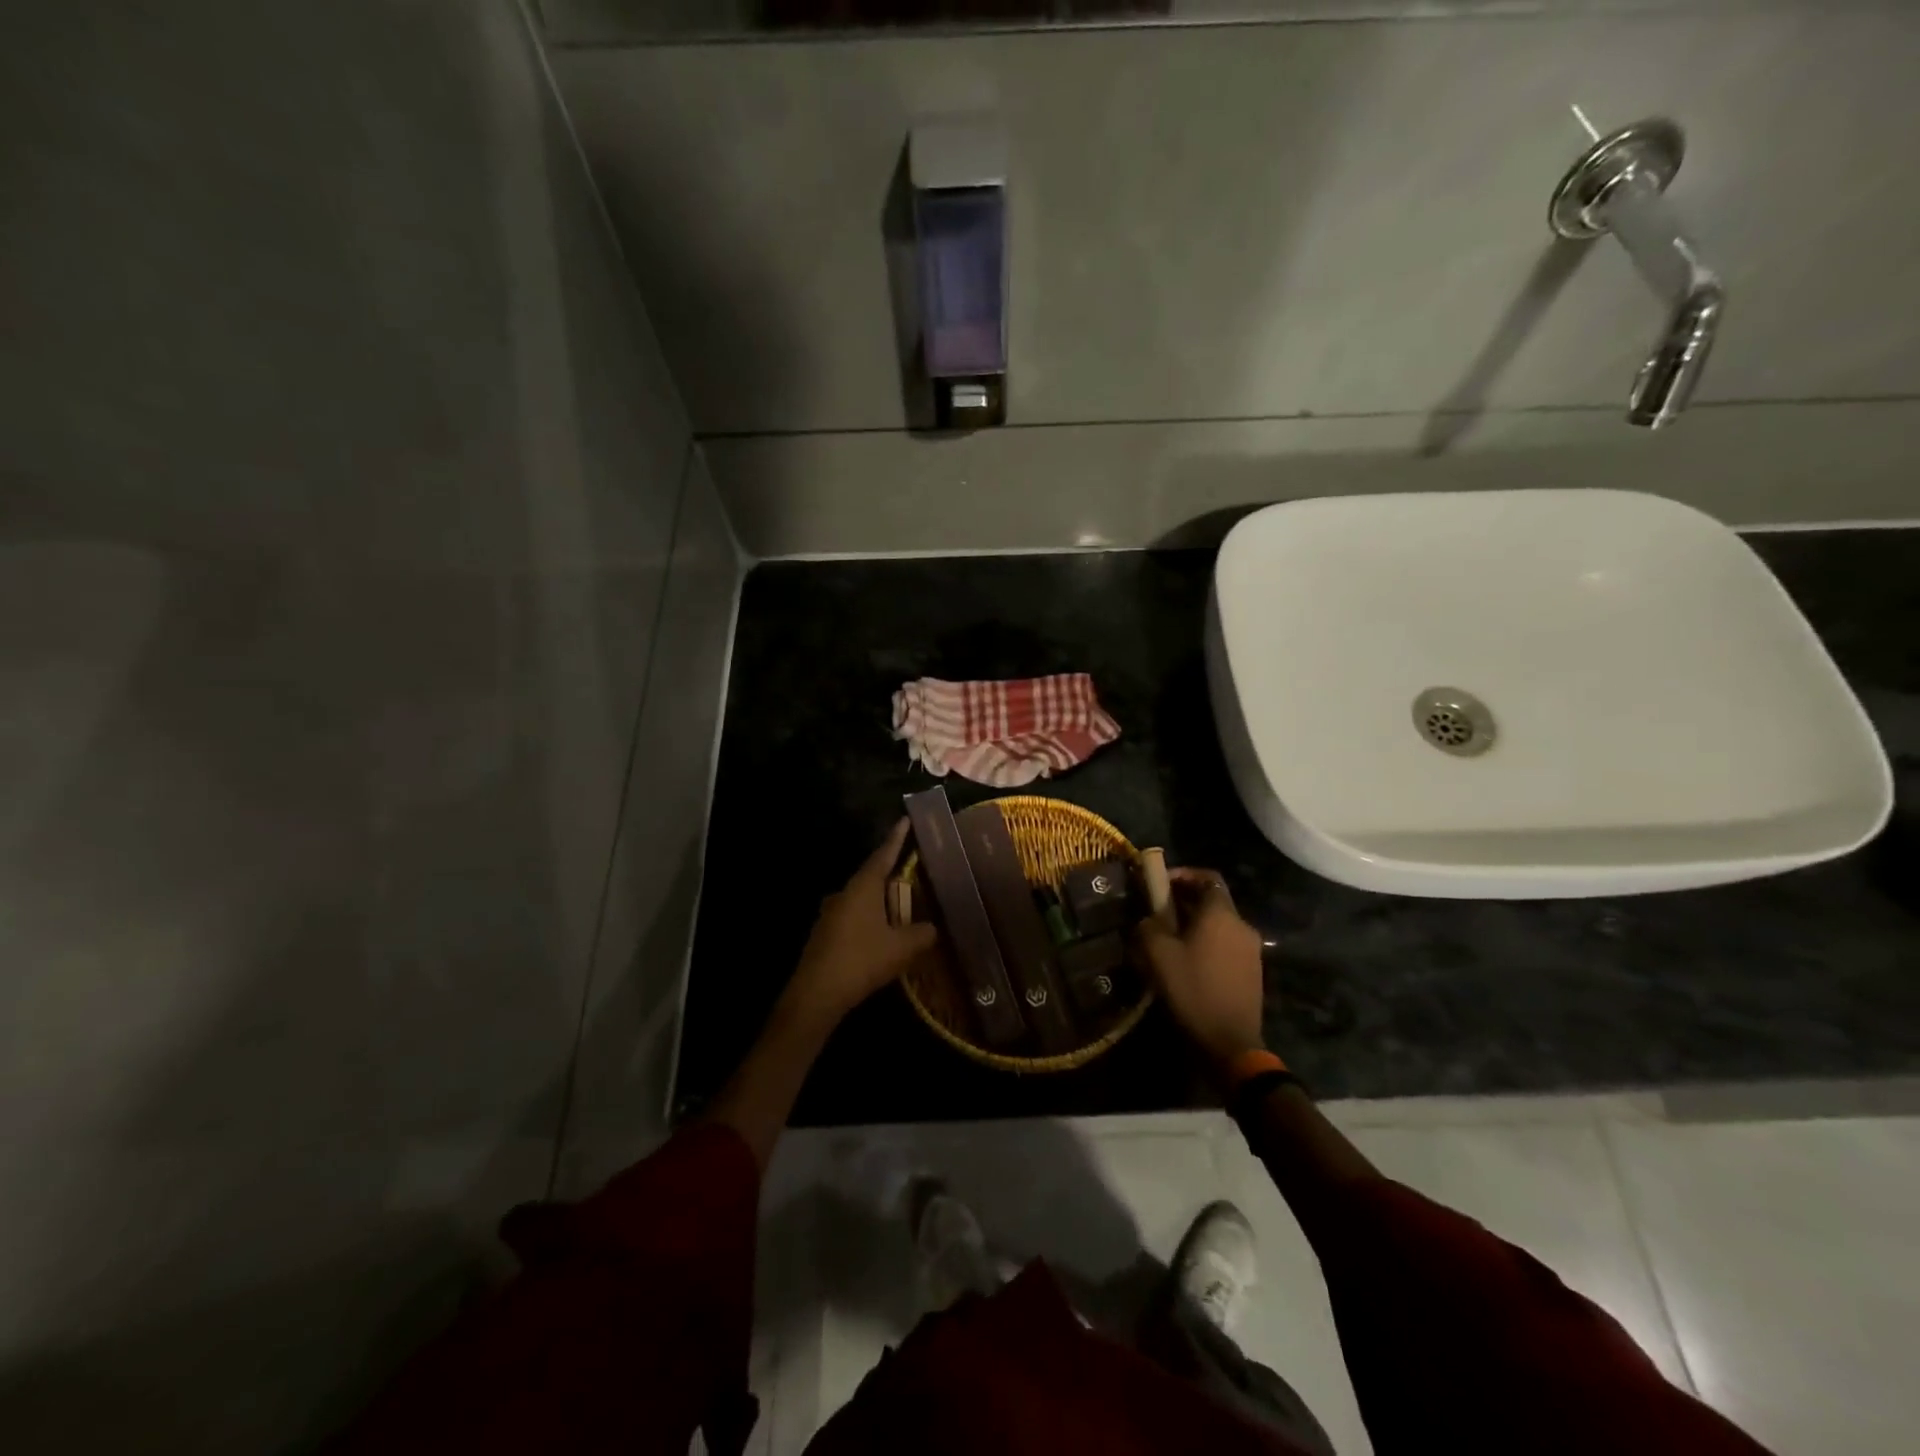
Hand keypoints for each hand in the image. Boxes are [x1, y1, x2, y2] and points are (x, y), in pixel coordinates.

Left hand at [785, 819, 938, 1025]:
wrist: (816, 994)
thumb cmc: (862, 960)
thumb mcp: (902, 948)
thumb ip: (923, 934)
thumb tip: (934, 928)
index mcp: (863, 886)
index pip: (884, 854)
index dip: (897, 837)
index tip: (905, 819)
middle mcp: (844, 892)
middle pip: (872, 876)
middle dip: (892, 874)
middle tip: (913, 873)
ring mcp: (831, 913)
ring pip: (862, 898)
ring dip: (880, 901)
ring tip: (901, 909)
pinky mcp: (825, 933)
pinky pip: (853, 917)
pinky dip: (869, 919)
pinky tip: (880, 936)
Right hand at [1135, 867, 1266, 1072]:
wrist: (1230, 1042)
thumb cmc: (1193, 989)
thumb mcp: (1158, 955)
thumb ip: (1149, 926)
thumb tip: (1149, 919)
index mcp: (1221, 914)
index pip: (1208, 877)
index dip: (1183, 874)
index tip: (1160, 883)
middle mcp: (1241, 925)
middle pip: (1212, 900)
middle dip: (1184, 901)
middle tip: (1157, 912)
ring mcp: (1251, 949)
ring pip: (1219, 924)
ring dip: (1194, 923)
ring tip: (1168, 938)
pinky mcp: (1252, 971)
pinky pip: (1226, 944)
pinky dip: (1206, 942)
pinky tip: (1187, 961)